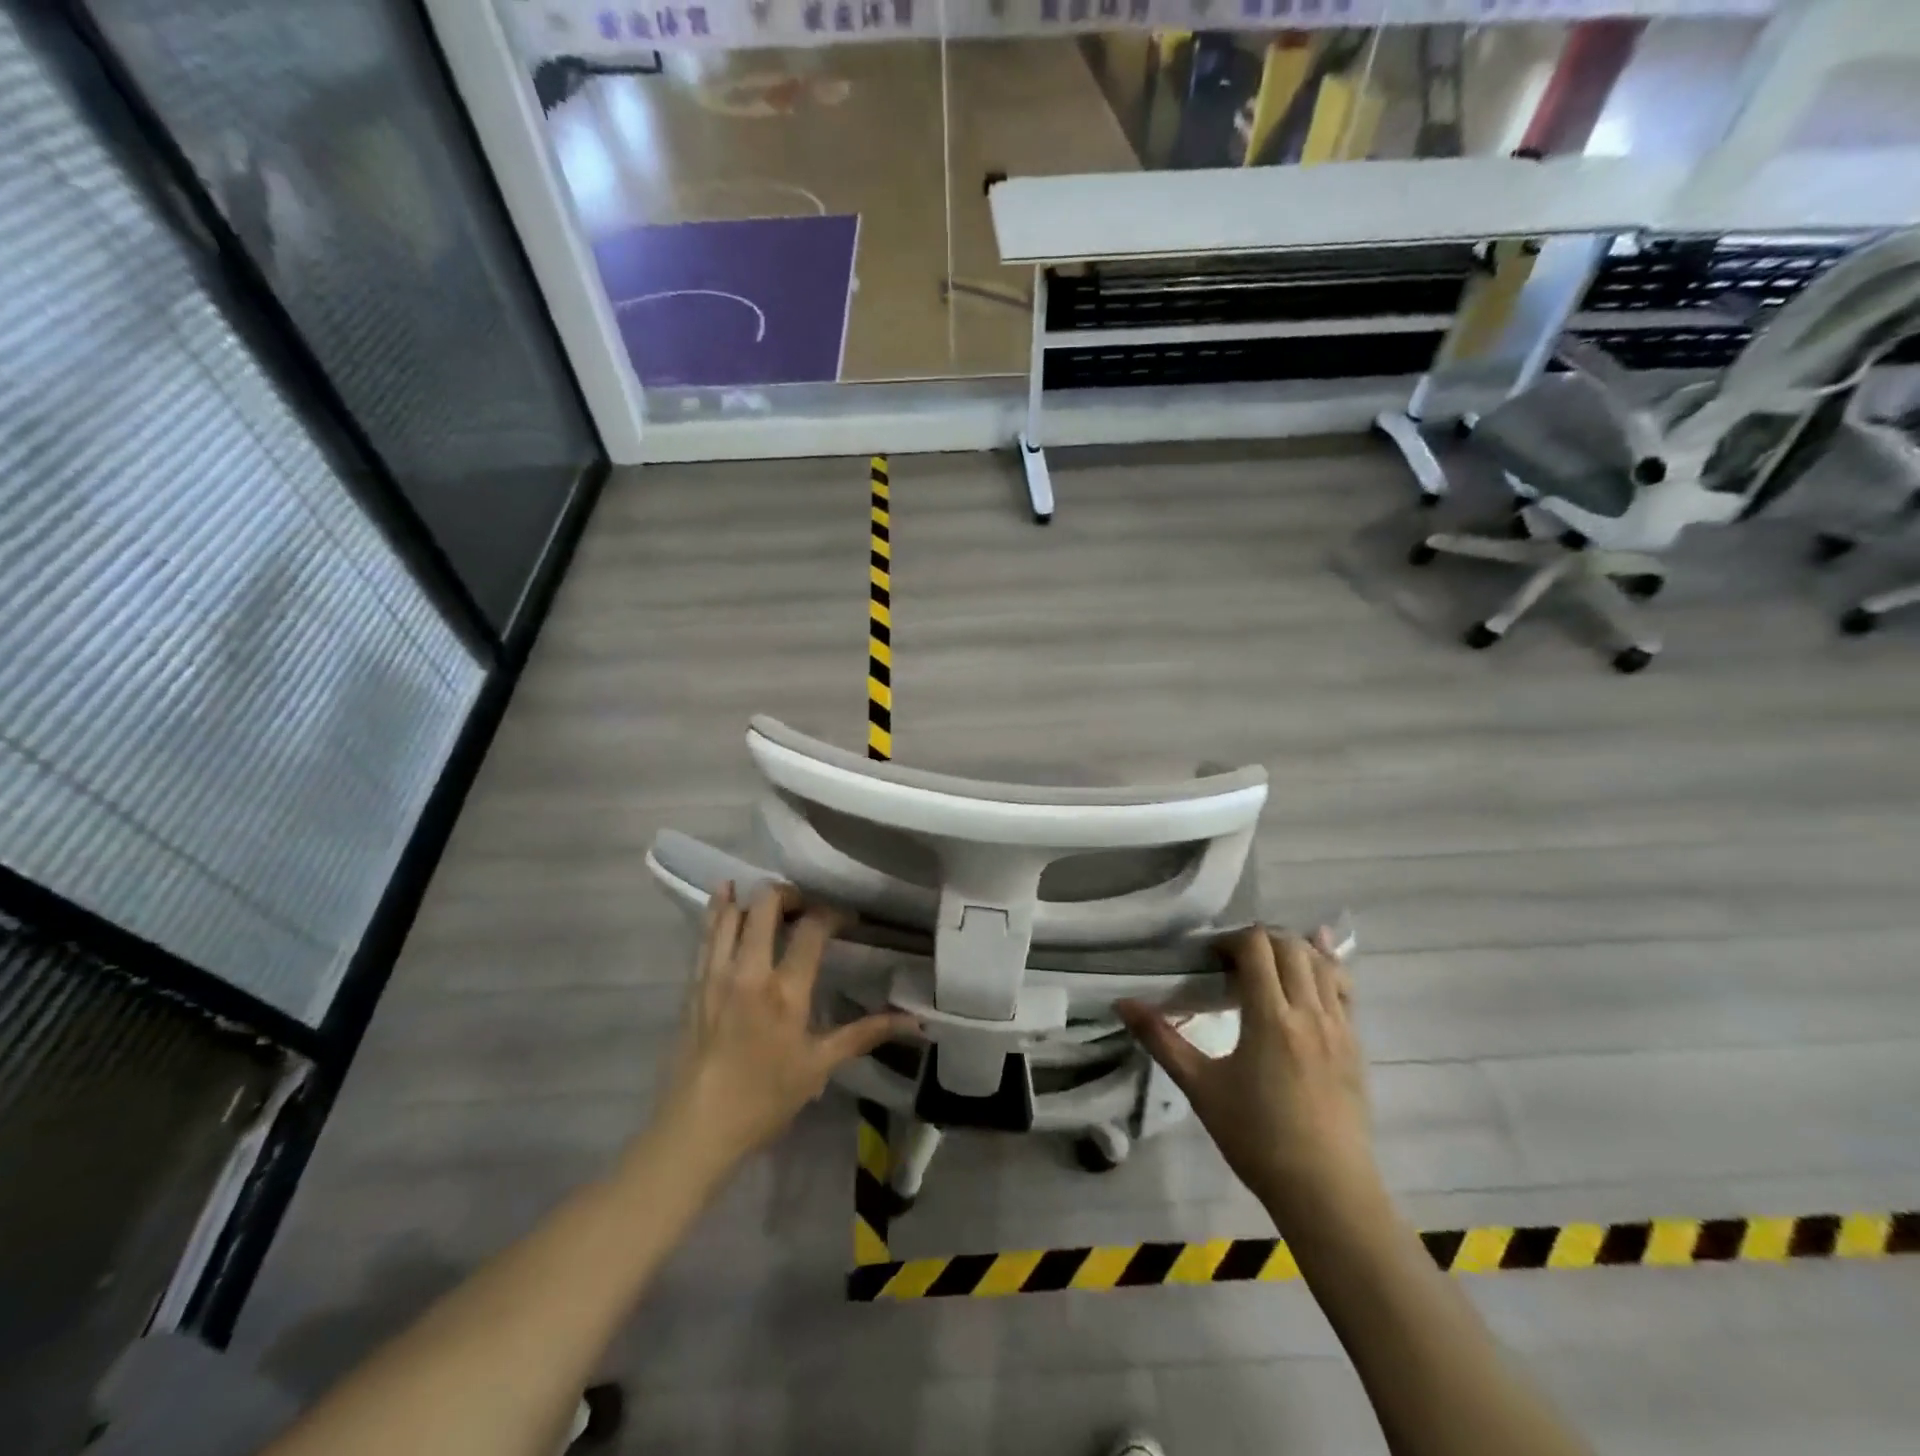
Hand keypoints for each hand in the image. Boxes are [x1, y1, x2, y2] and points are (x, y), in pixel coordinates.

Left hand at [654, 882, 915, 1174]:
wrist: (696, 1130)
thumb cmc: (764, 1099)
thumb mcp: (819, 1067)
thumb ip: (864, 1034)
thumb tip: (914, 1021)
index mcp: (785, 991)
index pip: (813, 929)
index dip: (833, 913)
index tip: (847, 919)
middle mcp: (749, 972)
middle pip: (766, 905)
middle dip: (790, 894)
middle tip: (805, 906)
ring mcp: (716, 975)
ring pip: (731, 913)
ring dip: (752, 897)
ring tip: (770, 897)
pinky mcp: (693, 984)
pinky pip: (705, 934)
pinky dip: (717, 911)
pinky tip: (726, 897)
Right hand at [1119, 927, 1373, 1226]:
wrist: (1326, 1191)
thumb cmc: (1256, 1138)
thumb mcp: (1200, 1087)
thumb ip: (1161, 1039)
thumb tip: (1121, 1003)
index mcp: (1271, 1017)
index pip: (1257, 948)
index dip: (1230, 939)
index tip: (1209, 957)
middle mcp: (1310, 1011)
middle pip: (1290, 946)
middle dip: (1259, 939)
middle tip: (1233, 959)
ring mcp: (1340, 1027)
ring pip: (1322, 962)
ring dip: (1293, 949)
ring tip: (1268, 963)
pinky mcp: (1355, 1044)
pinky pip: (1345, 989)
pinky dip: (1327, 968)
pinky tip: (1316, 964)